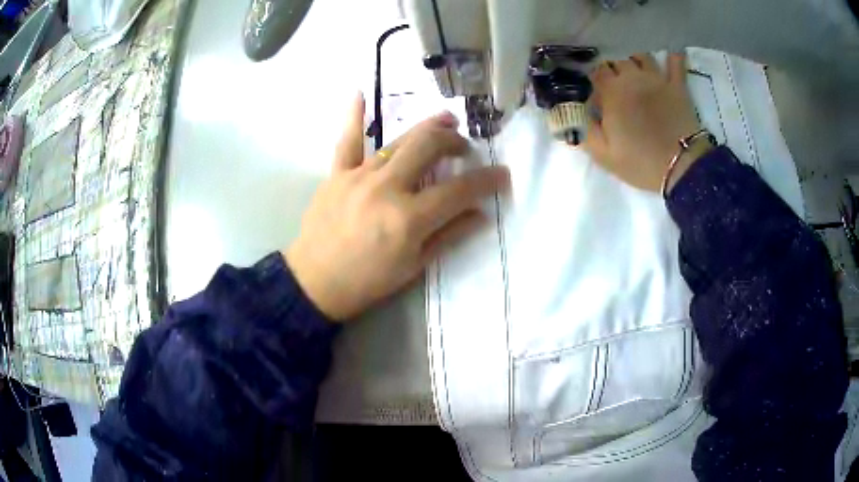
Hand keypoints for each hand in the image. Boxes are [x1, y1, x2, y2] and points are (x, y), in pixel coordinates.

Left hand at [285, 95, 509, 321]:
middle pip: (429, 148)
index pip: (459, 190)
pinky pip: (347, 141)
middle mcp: (386, 188)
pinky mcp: (337, 174)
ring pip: (399, 140)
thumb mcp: (413, 266)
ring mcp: (358, 176)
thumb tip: (480, 214)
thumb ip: (448, 235)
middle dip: (454, 142)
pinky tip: (361, 93)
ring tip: (445, 121)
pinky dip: (355, 117)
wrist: (315, 283)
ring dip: (426, 127)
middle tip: (464, 148)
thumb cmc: (367, 282)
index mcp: (409, 218)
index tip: (502, 174)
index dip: (487, 180)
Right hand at [585, 52, 711, 192]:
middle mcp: (632, 77)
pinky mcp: (677, 86)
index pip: (595, 72)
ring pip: (641, 56)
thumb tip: (576, 115)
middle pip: (616, 61)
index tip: (593, 90)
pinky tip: (671, 53)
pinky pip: (676, 64)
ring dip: (635, 60)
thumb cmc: (640, 162)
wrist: (681, 166)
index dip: (592, 79)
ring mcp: (656, 79)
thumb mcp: (604, 155)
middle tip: (613, 82)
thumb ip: (586, 131)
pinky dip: (673, 58)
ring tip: (634, 69)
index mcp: (611, 92)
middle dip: (612, 69)